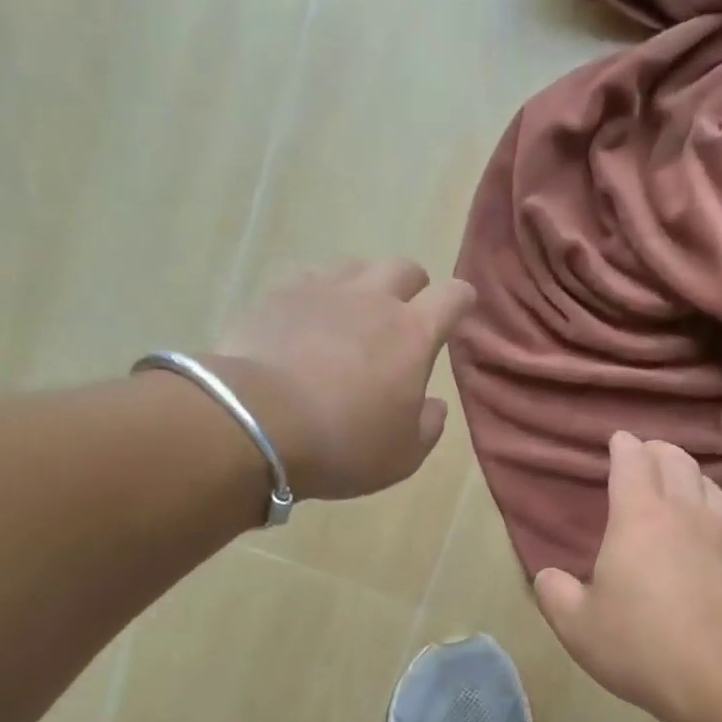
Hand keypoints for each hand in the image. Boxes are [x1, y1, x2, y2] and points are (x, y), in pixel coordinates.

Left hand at [210, 260, 470, 500]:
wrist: (259, 422)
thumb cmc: (345, 444)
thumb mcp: (404, 455)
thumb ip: (429, 425)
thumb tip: (434, 405)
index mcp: (413, 335)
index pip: (452, 297)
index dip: (460, 299)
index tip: (461, 307)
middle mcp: (373, 299)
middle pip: (404, 268)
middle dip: (413, 288)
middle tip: (405, 317)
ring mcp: (323, 290)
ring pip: (357, 266)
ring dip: (365, 285)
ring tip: (355, 315)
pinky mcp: (278, 293)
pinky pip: (308, 277)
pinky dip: (318, 292)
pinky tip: (309, 317)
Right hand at [534, 433, 721, 721]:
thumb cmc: (640, 645)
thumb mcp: (577, 626)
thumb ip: (555, 594)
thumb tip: (547, 577)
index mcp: (639, 517)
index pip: (632, 462)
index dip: (624, 446)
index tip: (619, 440)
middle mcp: (686, 513)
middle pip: (677, 462)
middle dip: (659, 451)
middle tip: (648, 454)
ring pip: (711, 486)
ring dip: (692, 476)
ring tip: (681, 484)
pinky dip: (718, 514)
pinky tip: (716, 531)